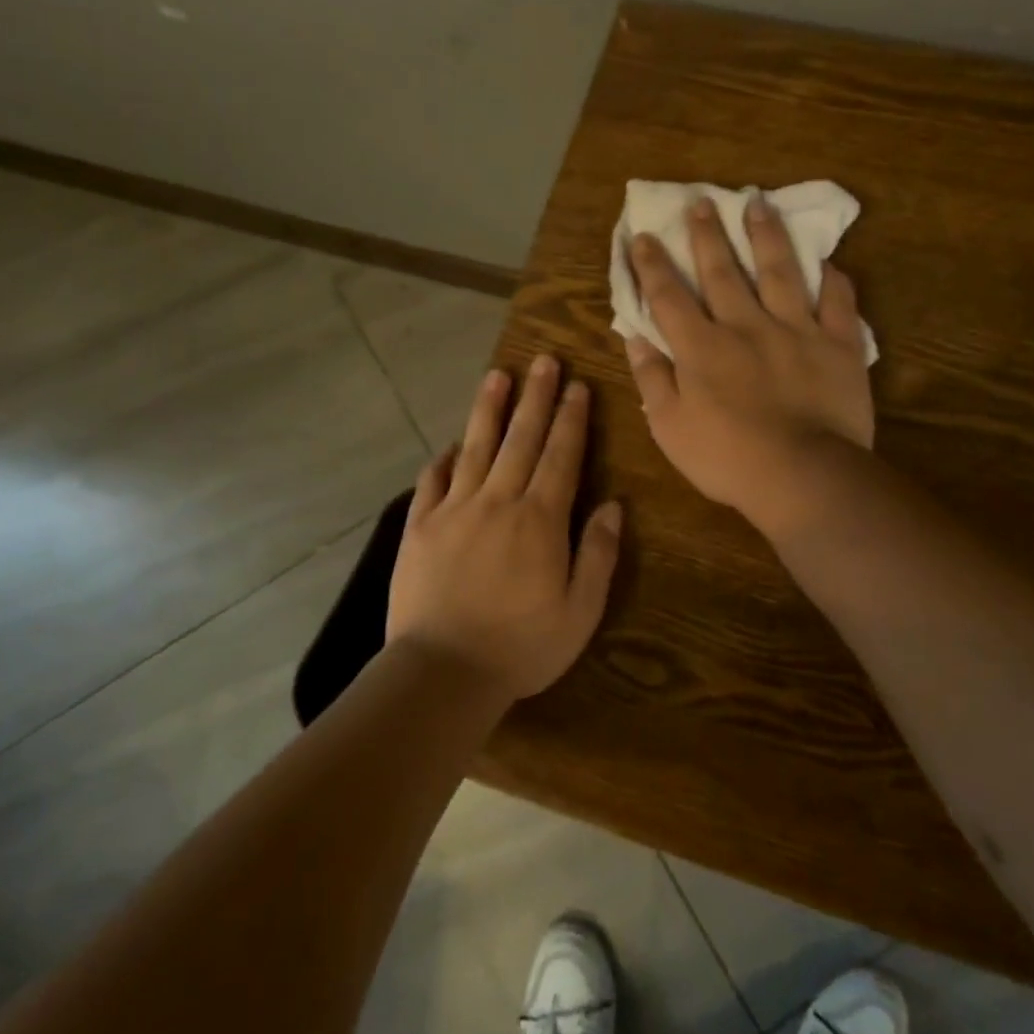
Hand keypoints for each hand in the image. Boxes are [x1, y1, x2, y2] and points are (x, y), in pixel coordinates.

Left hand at [387, 354, 622, 700]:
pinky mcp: (419, 528)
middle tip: (545, 361)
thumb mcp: (580, 611)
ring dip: (490, 409)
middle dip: (537, 397)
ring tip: (499, 375)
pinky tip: (450, 444)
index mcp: (540, 520)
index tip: (578, 387)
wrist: (442, 672)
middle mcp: (497, 502)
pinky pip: (432, 482)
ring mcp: (453, 511)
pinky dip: (443, 459)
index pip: (561, 456)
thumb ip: (598, 554)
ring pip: (475, 447)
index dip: (572, 419)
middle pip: (521, 439)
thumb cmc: (521, 647)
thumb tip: (614, 506)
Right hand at [625, 194, 872, 534]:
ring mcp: (796, 331)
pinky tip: (828, 262)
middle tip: (702, 202)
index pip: (670, 297)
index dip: (652, 265)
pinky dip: (833, 280)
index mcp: (702, 348)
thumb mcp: (670, 427)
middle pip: (723, 272)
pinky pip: (837, 303)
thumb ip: (652, 378)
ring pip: (780, 272)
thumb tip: (636, 337)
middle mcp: (746, 326)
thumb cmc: (727, 458)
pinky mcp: (838, 345)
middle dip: (708, 236)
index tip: (643, 236)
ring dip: (766, 236)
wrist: (802, 475)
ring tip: (758, 204)